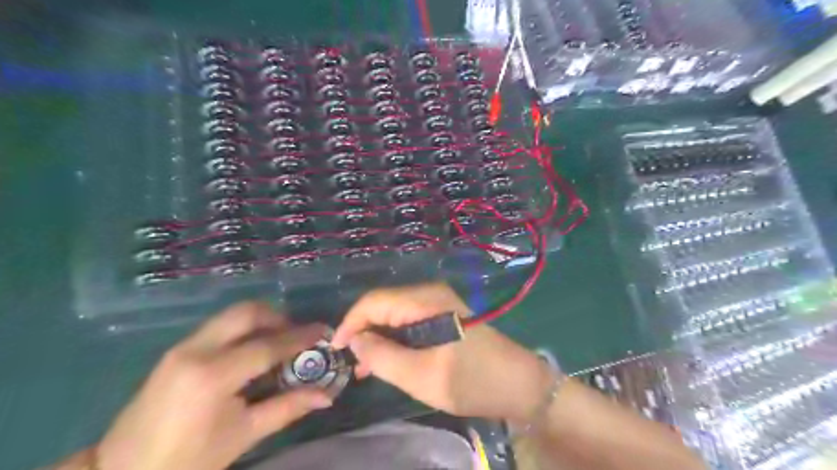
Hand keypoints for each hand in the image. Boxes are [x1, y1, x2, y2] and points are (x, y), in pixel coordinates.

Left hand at [97, 301, 334, 469]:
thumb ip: (288, 407)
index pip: (267, 345)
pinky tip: (252, 351)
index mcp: (213, 375)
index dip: (300, 337)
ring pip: (232, 315)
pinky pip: (219, 327)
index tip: (323, 332)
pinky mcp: (176, 350)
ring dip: (261, 321)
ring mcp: (182, 347)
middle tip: (297, 335)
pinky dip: (243, 330)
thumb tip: (327, 395)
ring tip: (278, 342)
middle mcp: (196, 350)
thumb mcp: (243, 434)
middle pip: (247, 313)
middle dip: (278, 317)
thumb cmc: (188, 461)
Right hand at [330, 283, 554, 422]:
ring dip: (378, 337)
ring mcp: (439, 303)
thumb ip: (382, 356)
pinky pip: (409, 321)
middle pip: (383, 305)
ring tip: (366, 367)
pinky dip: (395, 338)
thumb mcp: (420, 376)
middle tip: (351, 363)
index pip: (374, 301)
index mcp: (425, 301)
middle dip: (363, 331)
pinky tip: (389, 359)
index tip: (334, 349)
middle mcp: (430, 294)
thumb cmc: (470, 380)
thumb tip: (354, 340)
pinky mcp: (444, 315)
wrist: (517, 383)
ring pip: (395, 314)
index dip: (350, 323)